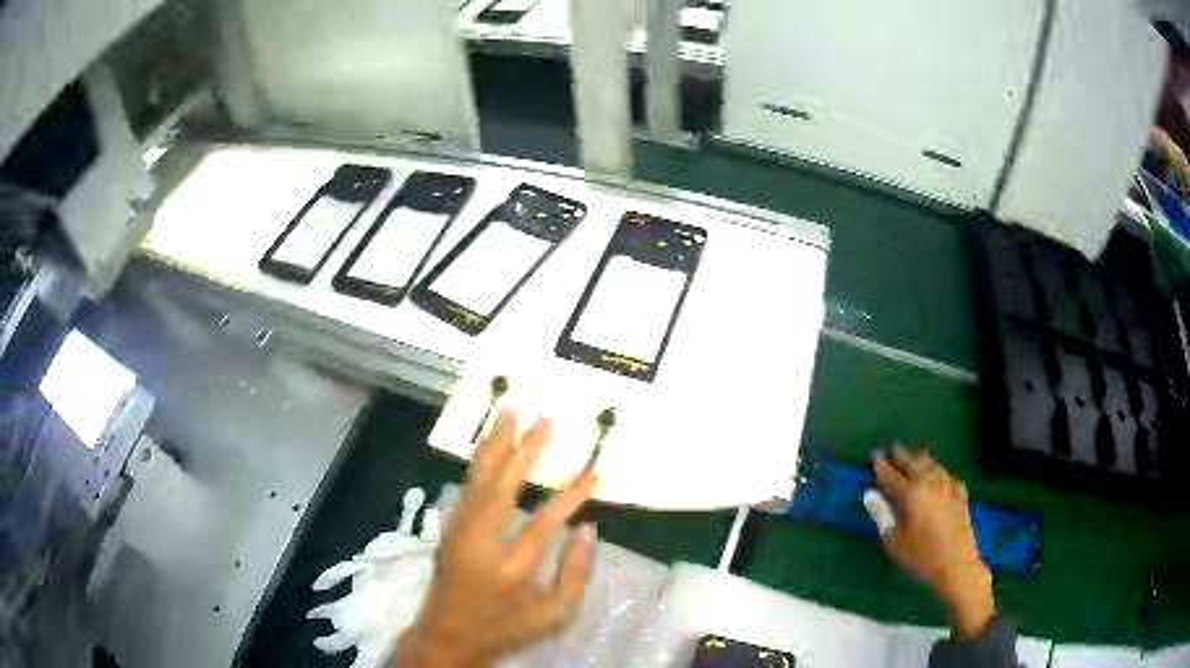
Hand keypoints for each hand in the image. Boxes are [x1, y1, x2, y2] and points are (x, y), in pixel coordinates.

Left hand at [394, 410, 598, 666]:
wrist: (448, 634)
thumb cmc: (506, 627)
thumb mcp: (553, 616)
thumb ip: (575, 574)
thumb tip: (589, 530)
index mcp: (512, 567)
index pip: (546, 521)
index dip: (572, 495)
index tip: (594, 471)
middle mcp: (482, 541)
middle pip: (503, 485)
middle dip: (526, 449)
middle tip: (545, 419)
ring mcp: (461, 530)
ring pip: (479, 477)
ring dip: (496, 443)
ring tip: (509, 410)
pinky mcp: (450, 527)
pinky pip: (467, 485)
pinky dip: (479, 459)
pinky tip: (488, 442)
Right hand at [872, 447, 993, 639]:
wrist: (956, 564)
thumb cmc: (920, 556)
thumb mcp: (894, 540)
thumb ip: (881, 515)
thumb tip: (869, 494)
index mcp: (911, 494)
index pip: (892, 475)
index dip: (882, 465)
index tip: (874, 455)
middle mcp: (929, 484)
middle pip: (914, 463)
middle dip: (902, 454)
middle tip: (892, 447)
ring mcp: (948, 487)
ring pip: (933, 465)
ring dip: (921, 459)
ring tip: (915, 455)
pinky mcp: (961, 495)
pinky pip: (949, 476)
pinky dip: (941, 472)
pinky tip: (941, 475)